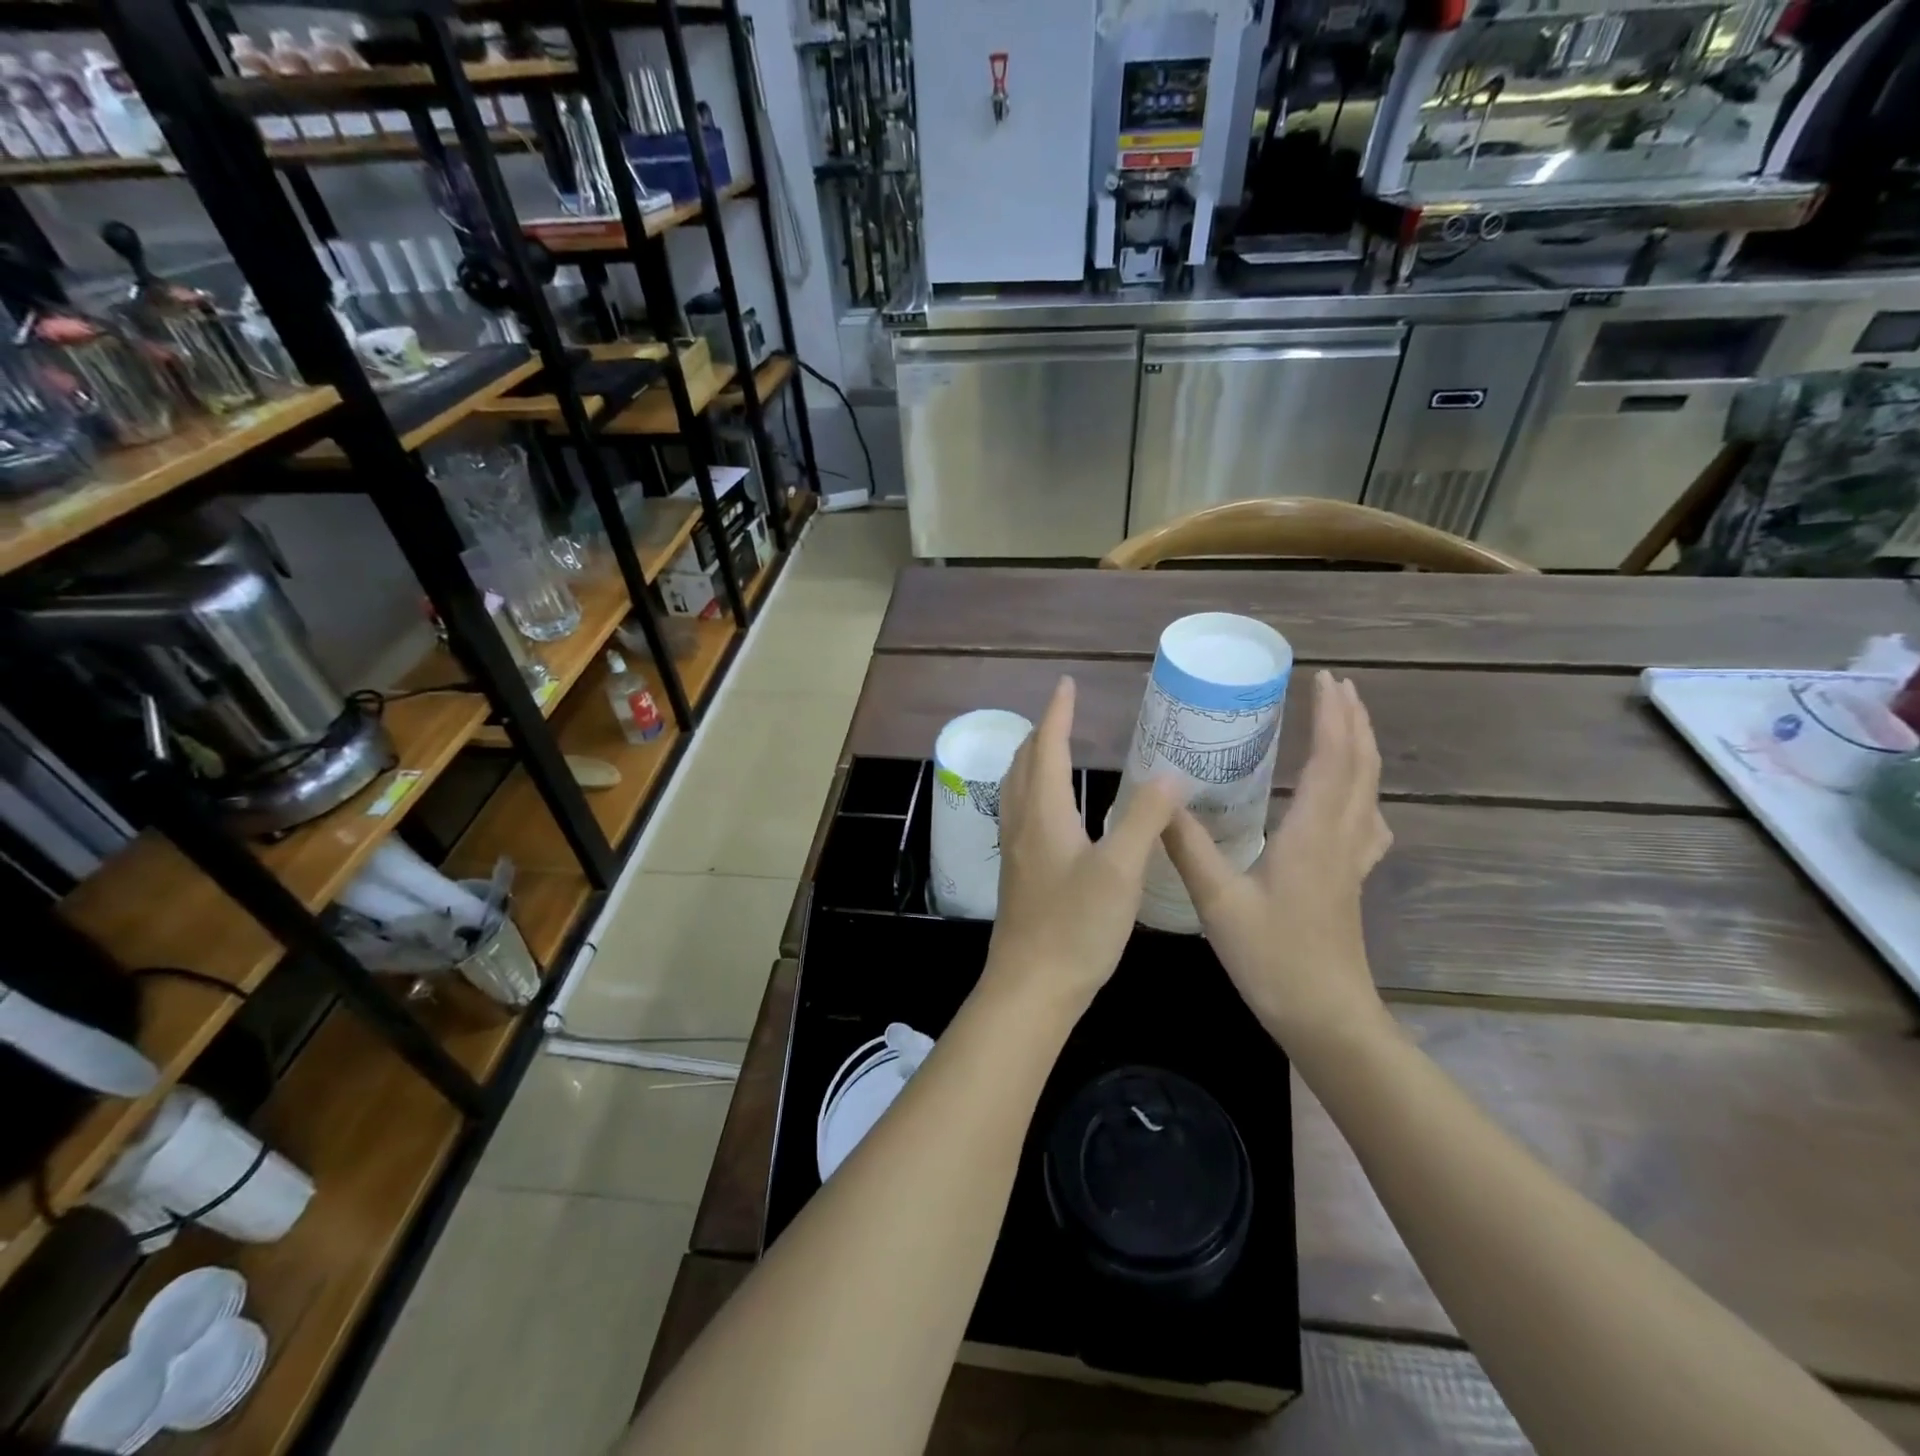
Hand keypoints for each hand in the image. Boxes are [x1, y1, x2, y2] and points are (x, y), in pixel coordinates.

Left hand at [986, 677, 1184, 1014]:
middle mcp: (1021, 823)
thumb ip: (1144, 818)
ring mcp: (1014, 850)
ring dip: (1032, 759)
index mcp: (1043, 813)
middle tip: (1063, 713)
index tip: (1066, 685)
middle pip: (1023, 763)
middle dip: (1040, 732)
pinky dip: (1033, 789)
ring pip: (1016, 788)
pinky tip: (1050, 811)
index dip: (1057, 713)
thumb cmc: (1075, 926)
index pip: (1045, 746)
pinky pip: (1020, 812)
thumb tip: (1169, 774)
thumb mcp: (1120, 870)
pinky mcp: (1018, 874)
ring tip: (1053, 749)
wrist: (1031, 986)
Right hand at [1162, 670, 1393, 1044]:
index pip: (1332, 760)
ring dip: (1361, 749)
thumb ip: (1190, 847)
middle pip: (1360, 767)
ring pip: (1369, 791)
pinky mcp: (1351, 880)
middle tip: (1336, 685)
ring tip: (1345, 723)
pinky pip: (1367, 821)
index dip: (1331, 716)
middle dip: (1352, 720)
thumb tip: (1160, 800)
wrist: (1327, 1018)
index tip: (1322, 679)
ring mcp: (1352, 861)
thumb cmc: (1274, 958)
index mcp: (1313, 834)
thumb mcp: (1219, 902)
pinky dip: (1362, 792)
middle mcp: (1341, 838)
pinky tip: (1352, 800)